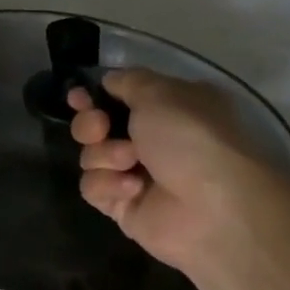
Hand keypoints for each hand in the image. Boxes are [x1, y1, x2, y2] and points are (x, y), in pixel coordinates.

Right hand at [69, 68, 264, 274]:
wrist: (210, 207)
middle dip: (90, 125)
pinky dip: (109, 185)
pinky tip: (133, 189)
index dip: (94, 95)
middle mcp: (152, 139)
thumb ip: (128, 81)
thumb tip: (108, 81)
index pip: (119, 96)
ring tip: (130, 163)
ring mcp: (136, 174)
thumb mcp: (161, 93)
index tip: (78, 98)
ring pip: (91, 157)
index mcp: (168, 107)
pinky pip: (94, 188)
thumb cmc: (190, 138)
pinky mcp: (123, 205)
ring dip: (105, 156)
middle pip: (96, 126)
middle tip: (100, 129)